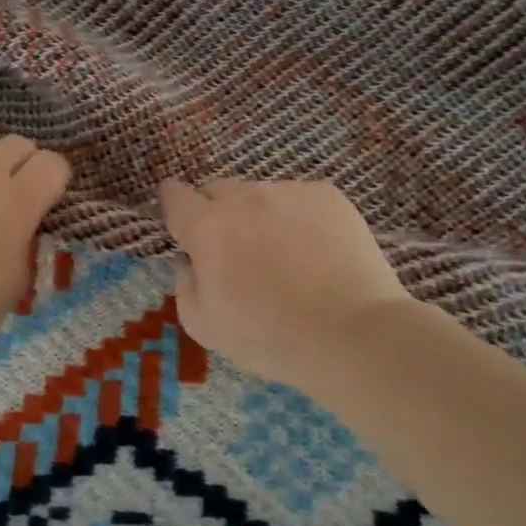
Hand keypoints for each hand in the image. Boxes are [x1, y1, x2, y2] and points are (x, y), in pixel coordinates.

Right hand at [160, 178, 413, 389]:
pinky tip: (315, 252)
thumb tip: (190, 261)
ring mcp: (288, 192)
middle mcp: (243, 197)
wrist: (351, 334)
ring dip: (259, 215)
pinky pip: (299, 199)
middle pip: (217, 189)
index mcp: (206, 226)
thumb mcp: (202, 324)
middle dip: (216, 211)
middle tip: (233, 249)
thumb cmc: (267, 336)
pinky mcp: (327, 196)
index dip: (174, 205)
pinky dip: (298, 218)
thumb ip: (184, 283)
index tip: (182, 223)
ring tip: (283, 255)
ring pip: (260, 195)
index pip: (174, 195)